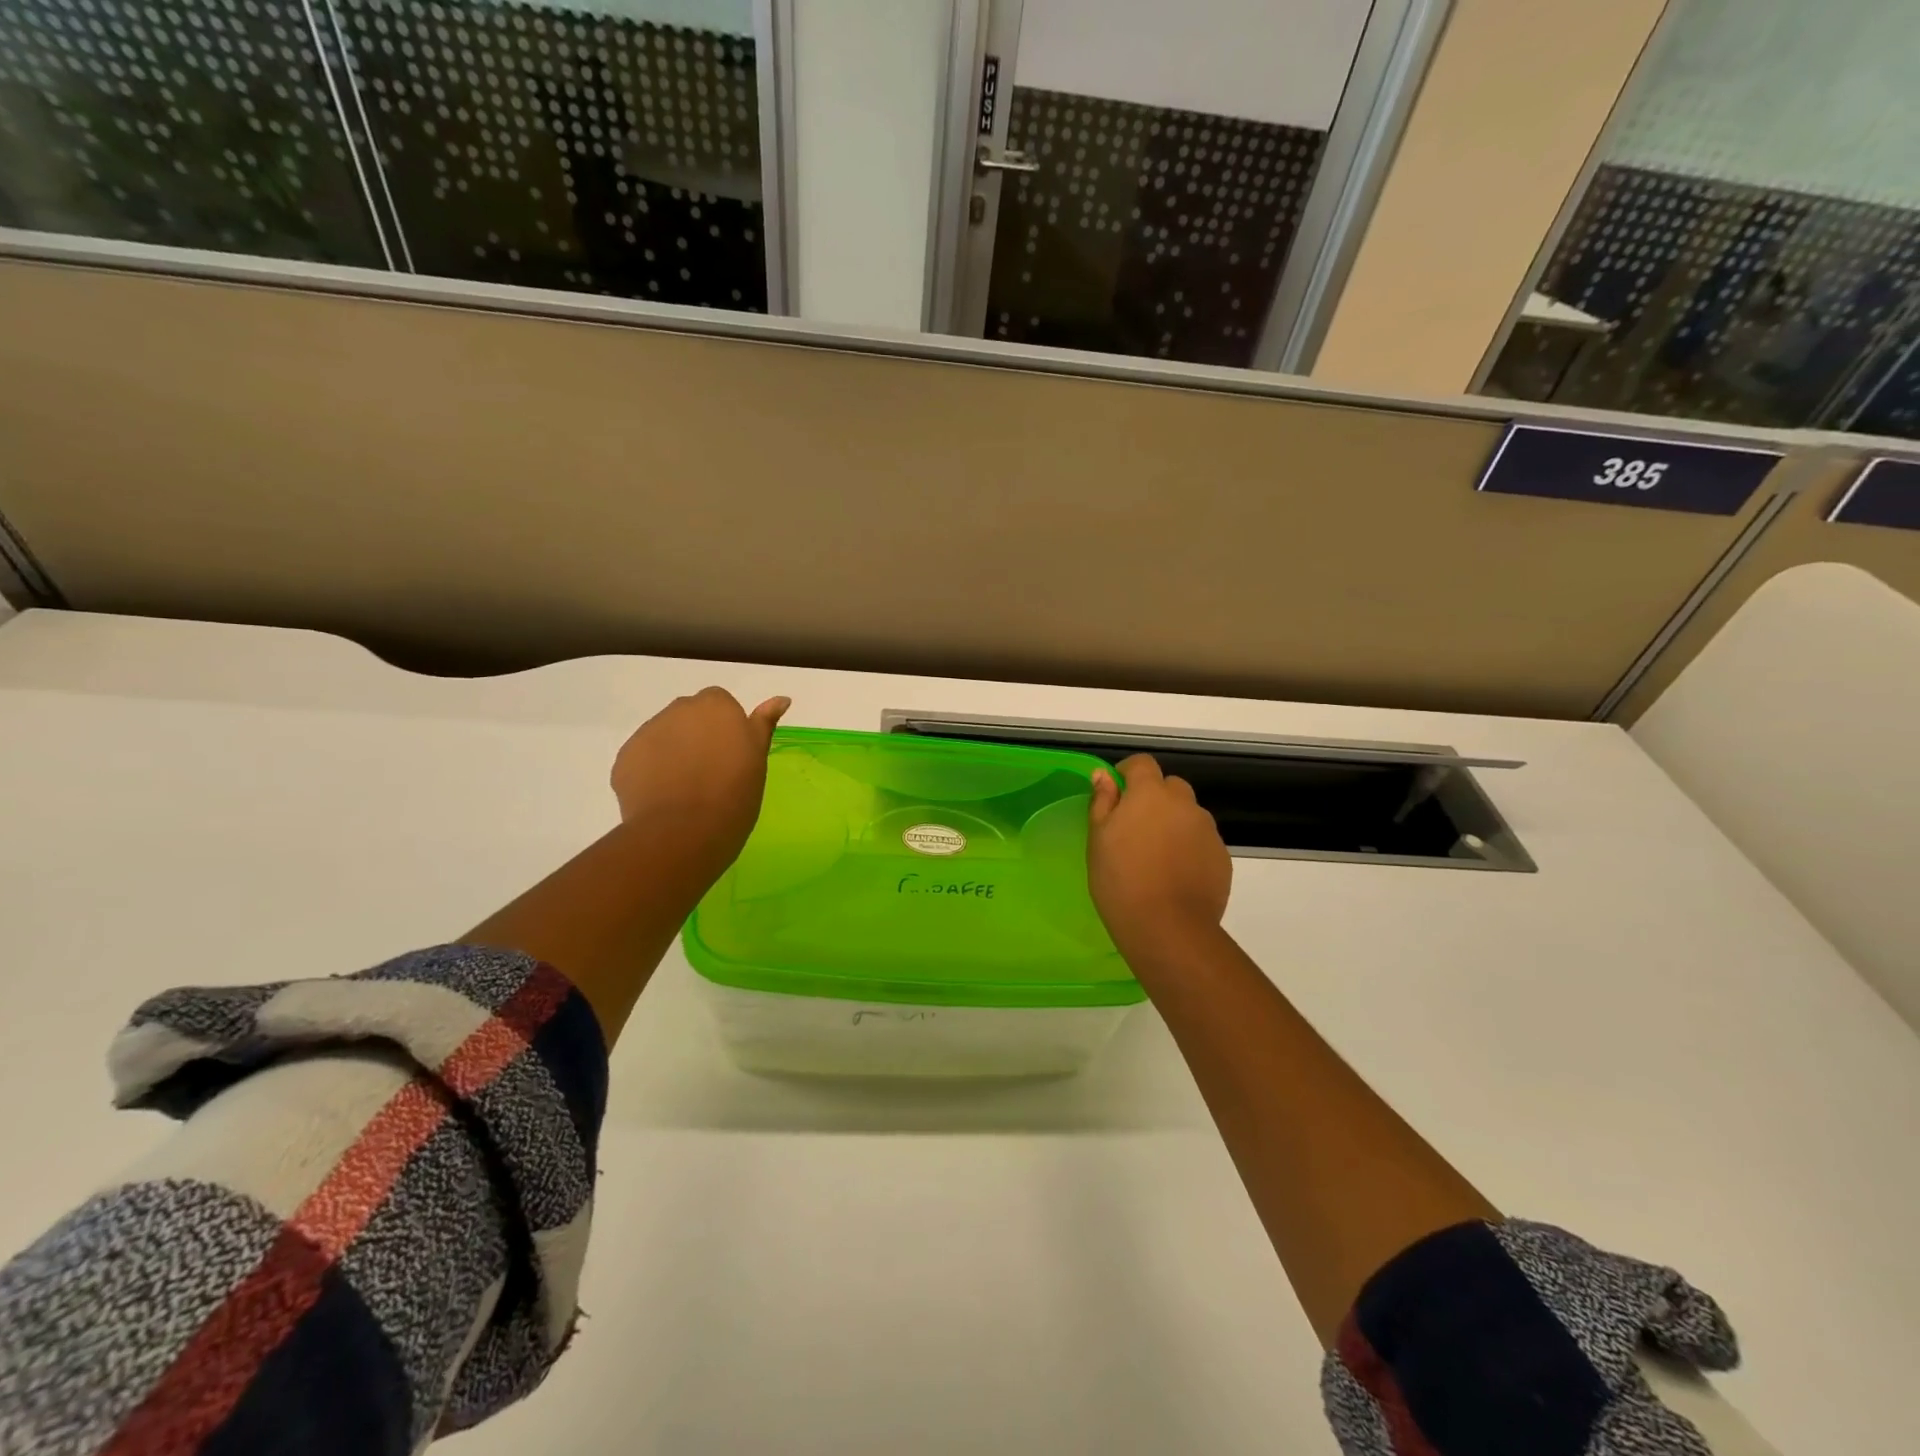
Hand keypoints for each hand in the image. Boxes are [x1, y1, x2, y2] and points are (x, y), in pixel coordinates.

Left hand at [610, 687, 789, 861]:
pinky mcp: (624, 758)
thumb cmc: (734, 795)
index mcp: (716, 706)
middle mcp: (679, 710)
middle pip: (689, 716)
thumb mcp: (758, 759)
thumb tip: (782, 698)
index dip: (726, 728)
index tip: (732, 755)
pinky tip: (663, 798)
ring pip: (664, 736)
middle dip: (697, 736)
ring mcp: (647, 732)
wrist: (684, 832)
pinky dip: (651, 772)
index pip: (720, 703)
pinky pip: (642, 759)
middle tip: (711, 772)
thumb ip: (764, 724)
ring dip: (673, 752)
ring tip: (685, 789)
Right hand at [1087, 754, 1231, 960]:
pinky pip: (1202, 841)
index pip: (1142, 763)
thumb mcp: (1098, 839)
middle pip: (1170, 786)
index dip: (1127, 773)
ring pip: (1188, 815)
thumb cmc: (1120, 880)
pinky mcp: (1222, 857)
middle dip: (1154, 798)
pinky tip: (1175, 876)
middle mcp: (1184, 803)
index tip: (1115, 794)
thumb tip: (1103, 776)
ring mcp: (1207, 830)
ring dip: (1173, 823)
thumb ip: (1102, 802)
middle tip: (1135, 829)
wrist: (1168, 928)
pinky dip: (1189, 849)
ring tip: (1156, 857)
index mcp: (1150, 793)